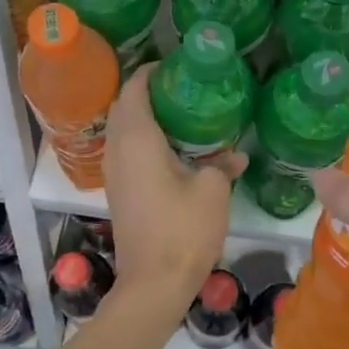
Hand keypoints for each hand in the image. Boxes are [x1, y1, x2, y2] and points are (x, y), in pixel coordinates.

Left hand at [102, 66, 244, 309]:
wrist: (153, 283)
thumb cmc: (183, 230)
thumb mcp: (212, 192)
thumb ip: (221, 165)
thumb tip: (235, 156)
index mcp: (137, 139)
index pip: (134, 89)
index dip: (150, 72)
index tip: (174, 65)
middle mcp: (117, 150)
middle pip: (123, 106)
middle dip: (146, 92)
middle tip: (181, 88)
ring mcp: (113, 173)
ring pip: (121, 130)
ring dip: (142, 117)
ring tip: (178, 114)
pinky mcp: (118, 192)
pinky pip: (124, 152)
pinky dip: (141, 140)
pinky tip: (171, 149)